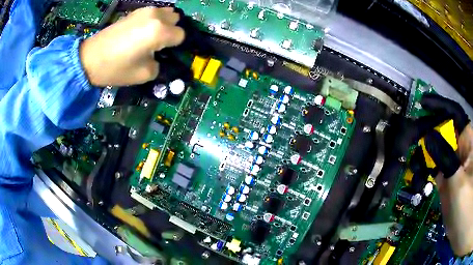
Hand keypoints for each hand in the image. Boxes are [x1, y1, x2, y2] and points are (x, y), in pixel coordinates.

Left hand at [80, 7, 184, 86]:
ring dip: (165, 24)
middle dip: (172, 31)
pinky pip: (154, 12)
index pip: (181, 35)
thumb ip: (160, 65)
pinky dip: (154, 20)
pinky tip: (142, 31)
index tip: (166, 53)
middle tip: (159, 45)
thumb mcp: (143, 75)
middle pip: (176, 20)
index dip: (176, 46)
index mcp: (159, 32)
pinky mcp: (135, 11)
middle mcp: (156, 16)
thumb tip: (161, 58)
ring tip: (152, 36)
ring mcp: (145, 11)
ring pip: (167, 13)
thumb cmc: (116, 68)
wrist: (90, 58)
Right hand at [419, 94, 472, 255]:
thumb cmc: (465, 207)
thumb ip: (445, 159)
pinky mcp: (448, 177)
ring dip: (424, 157)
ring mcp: (454, 163)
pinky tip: (418, 180)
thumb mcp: (457, 184)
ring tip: (414, 170)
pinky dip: (425, 171)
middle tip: (410, 141)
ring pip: (437, 150)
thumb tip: (428, 136)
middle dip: (427, 134)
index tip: (423, 104)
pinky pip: (435, 167)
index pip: (455, 115)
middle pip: (443, 131)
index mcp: (467, 142)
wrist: (459, 228)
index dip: (440, 106)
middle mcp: (461, 148)